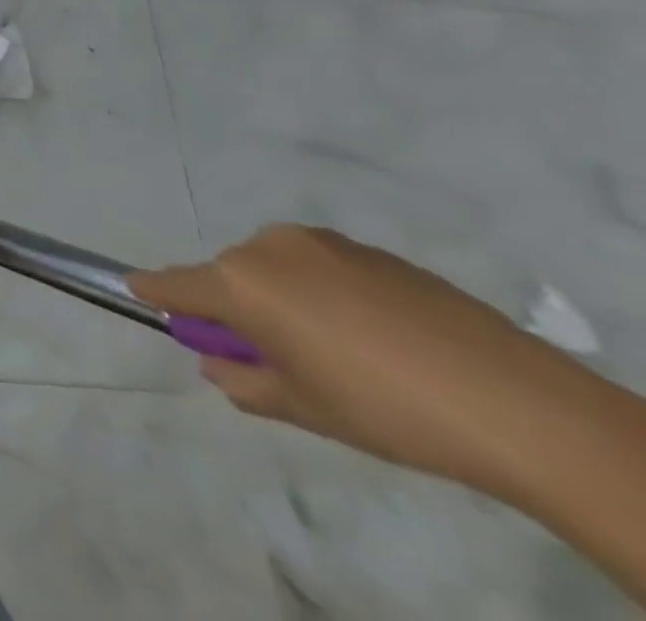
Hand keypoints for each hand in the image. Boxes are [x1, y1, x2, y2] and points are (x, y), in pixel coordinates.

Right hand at [130, 224, 570, 494]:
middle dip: (237, 309)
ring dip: (282, 298)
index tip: (135, 291)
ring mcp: (321, 242)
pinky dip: (325, 293)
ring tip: (339, 351)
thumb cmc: (383, 409)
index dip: (154, 293)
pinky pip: (321, 267)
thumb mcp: (301, 409)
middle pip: (229, 276)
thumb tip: (219, 363)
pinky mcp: (368, 249)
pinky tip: (376, 337)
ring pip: (275, 268)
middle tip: (276, 359)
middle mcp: (268, 247)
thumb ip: (242, 380)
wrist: (515, 403)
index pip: (174, 284)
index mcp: (241, 284)